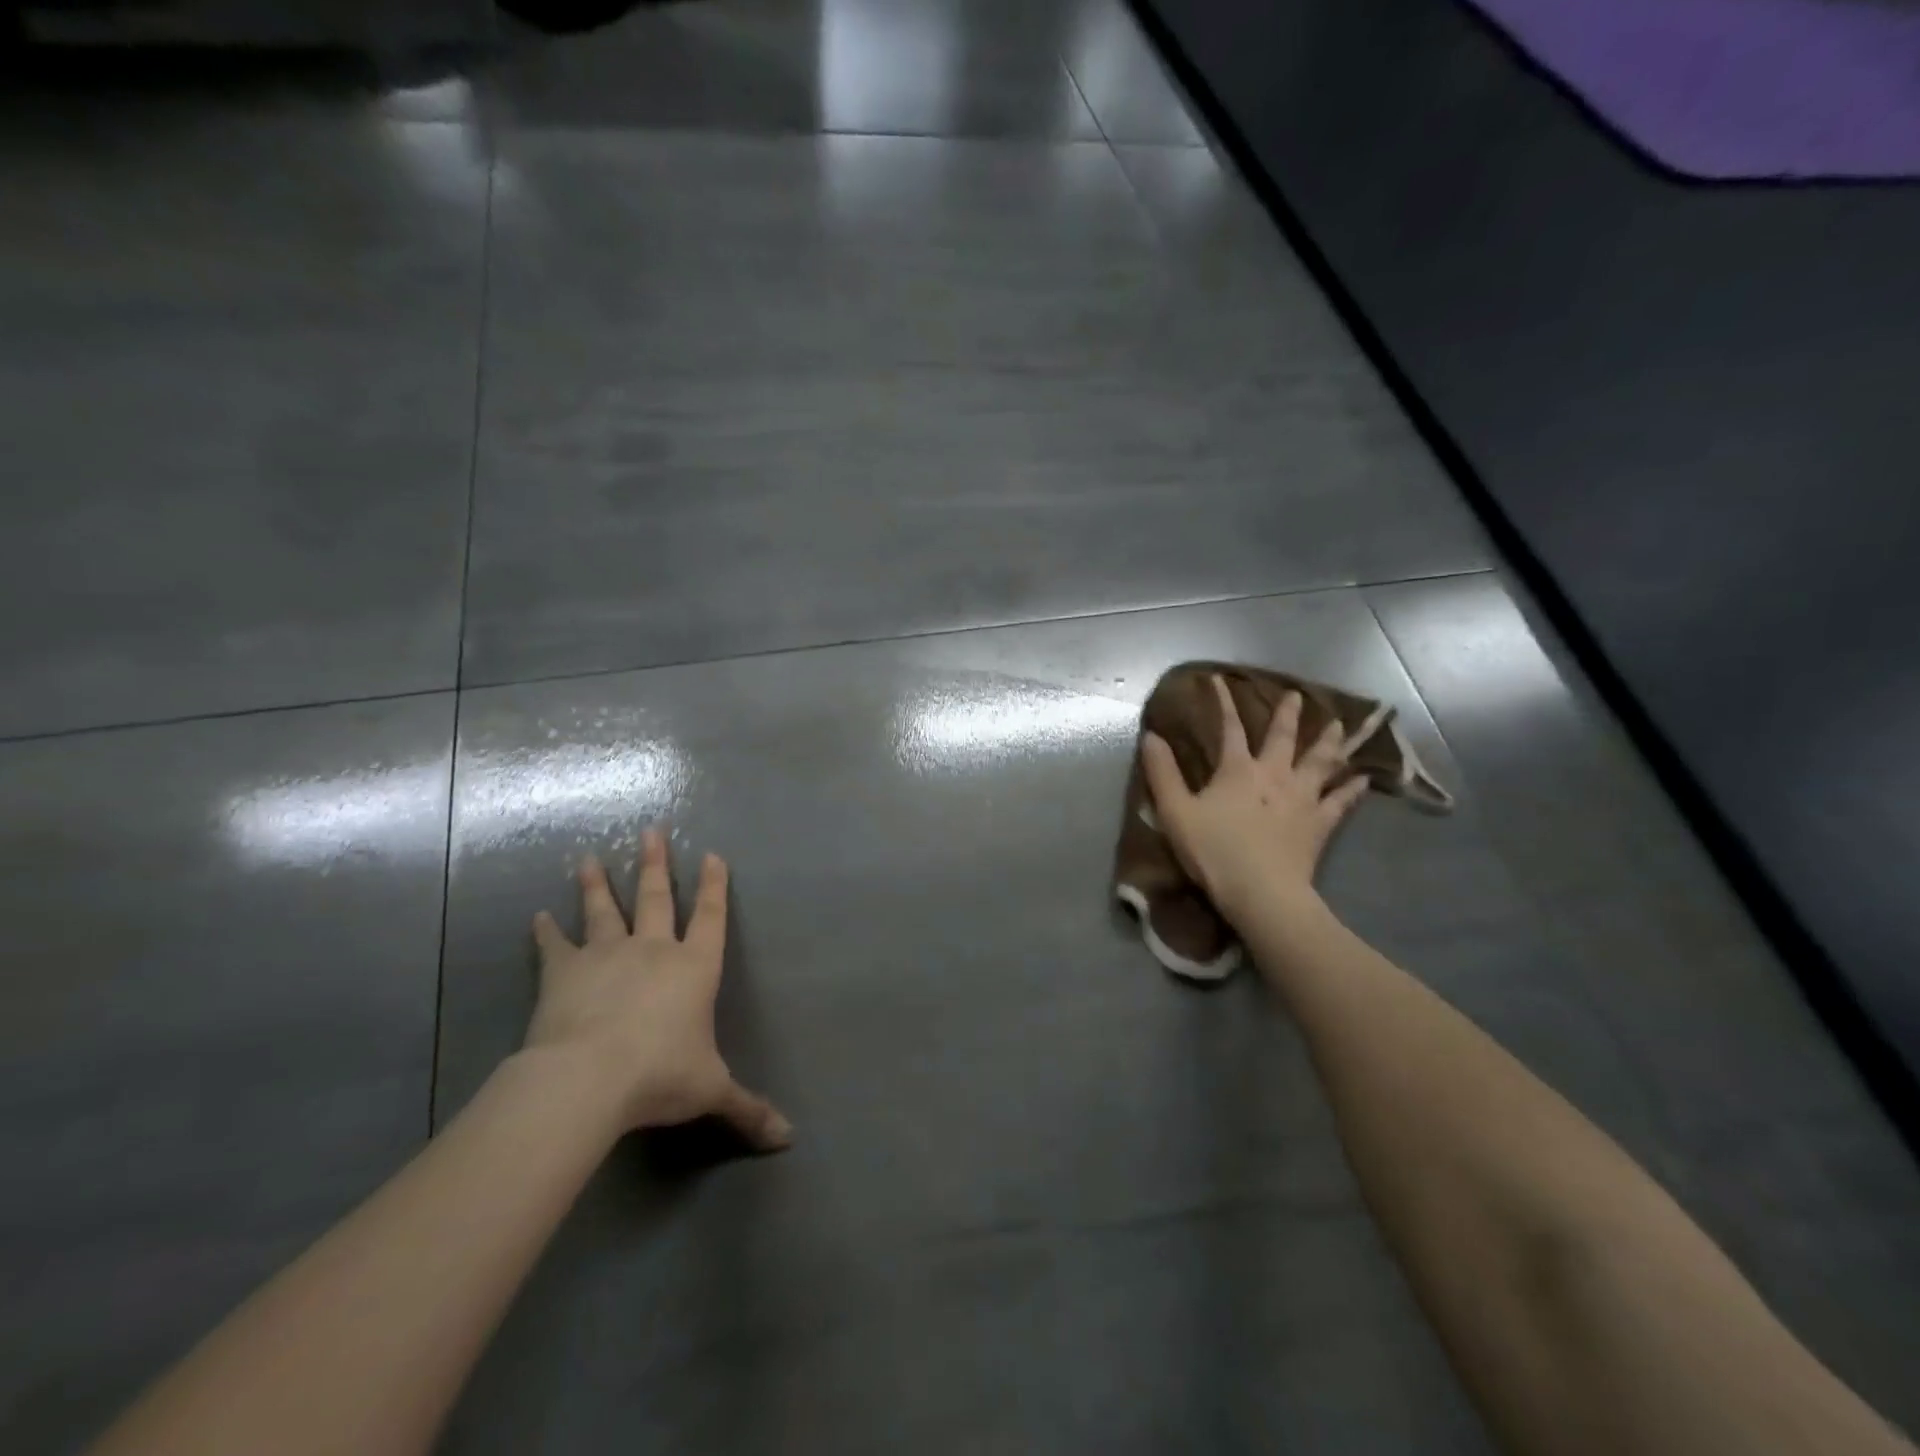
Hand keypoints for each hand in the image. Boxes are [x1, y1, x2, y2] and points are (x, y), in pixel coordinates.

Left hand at [524, 829, 792, 1151]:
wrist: (589, 1078)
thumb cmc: (661, 1076)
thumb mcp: (711, 1091)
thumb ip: (748, 1109)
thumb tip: (789, 1139)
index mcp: (693, 968)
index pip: (710, 917)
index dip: (714, 886)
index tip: (712, 855)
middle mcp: (653, 950)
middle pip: (656, 897)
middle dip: (655, 863)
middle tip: (651, 830)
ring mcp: (607, 955)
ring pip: (604, 910)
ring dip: (596, 883)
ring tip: (587, 857)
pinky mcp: (565, 972)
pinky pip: (555, 946)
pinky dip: (546, 932)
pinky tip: (537, 916)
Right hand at [1140, 675, 1367, 923]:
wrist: (1261, 892)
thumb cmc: (1214, 850)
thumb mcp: (1176, 812)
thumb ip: (1162, 773)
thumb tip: (1151, 736)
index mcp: (1238, 770)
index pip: (1229, 728)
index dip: (1223, 703)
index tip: (1219, 680)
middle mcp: (1274, 775)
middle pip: (1284, 738)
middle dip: (1288, 714)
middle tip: (1297, 696)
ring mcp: (1302, 798)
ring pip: (1320, 762)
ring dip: (1329, 741)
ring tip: (1339, 725)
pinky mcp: (1319, 824)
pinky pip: (1340, 801)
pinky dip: (1351, 789)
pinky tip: (1363, 780)